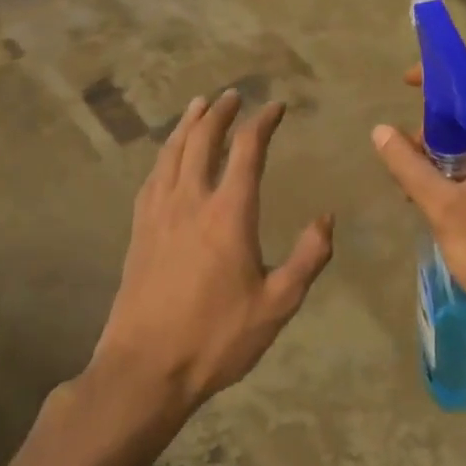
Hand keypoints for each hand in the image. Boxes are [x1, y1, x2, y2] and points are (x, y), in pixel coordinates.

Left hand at [90, 90, 333, 415]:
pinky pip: (152, 178)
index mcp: (228, 214)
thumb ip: (308, 257)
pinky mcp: (139, 232)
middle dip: (220, 113)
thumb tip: (326, 217)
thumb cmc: (217, 338)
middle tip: (234, 95)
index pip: (247, 151)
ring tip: (199, 106)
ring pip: (171, 153)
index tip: (276, 106)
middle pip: (202, 140)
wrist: (145, 369)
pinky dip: (164, 155)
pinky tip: (167, 156)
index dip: (263, 122)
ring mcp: (158, 214)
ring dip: (187, 125)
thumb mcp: (278, 303)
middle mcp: (191, 202)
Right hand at [370, 61, 465, 338]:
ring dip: (444, 150)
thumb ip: (409, 166)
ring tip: (414, 183)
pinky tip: (434, 197)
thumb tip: (380, 131)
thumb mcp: (441, 208)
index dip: (445, 70)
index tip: (410, 84)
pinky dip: (459, 168)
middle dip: (436, 122)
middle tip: (409, 151)